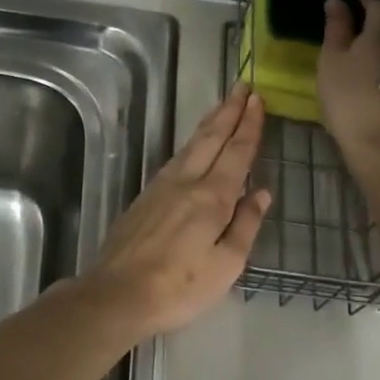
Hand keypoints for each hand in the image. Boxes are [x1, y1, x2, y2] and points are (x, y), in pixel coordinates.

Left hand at [85, 82, 271, 337]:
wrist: (117, 293)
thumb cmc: (180, 286)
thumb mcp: (226, 264)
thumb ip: (245, 225)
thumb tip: (261, 193)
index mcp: (211, 197)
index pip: (236, 152)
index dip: (249, 125)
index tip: (258, 99)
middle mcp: (186, 182)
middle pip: (211, 138)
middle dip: (229, 111)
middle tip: (242, 86)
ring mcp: (161, 187)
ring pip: (190, 145)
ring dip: (209, 123)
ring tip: (222, 106)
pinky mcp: (145, 198)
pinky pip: (176, 159)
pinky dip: (191, 143)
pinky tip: (194, 146)